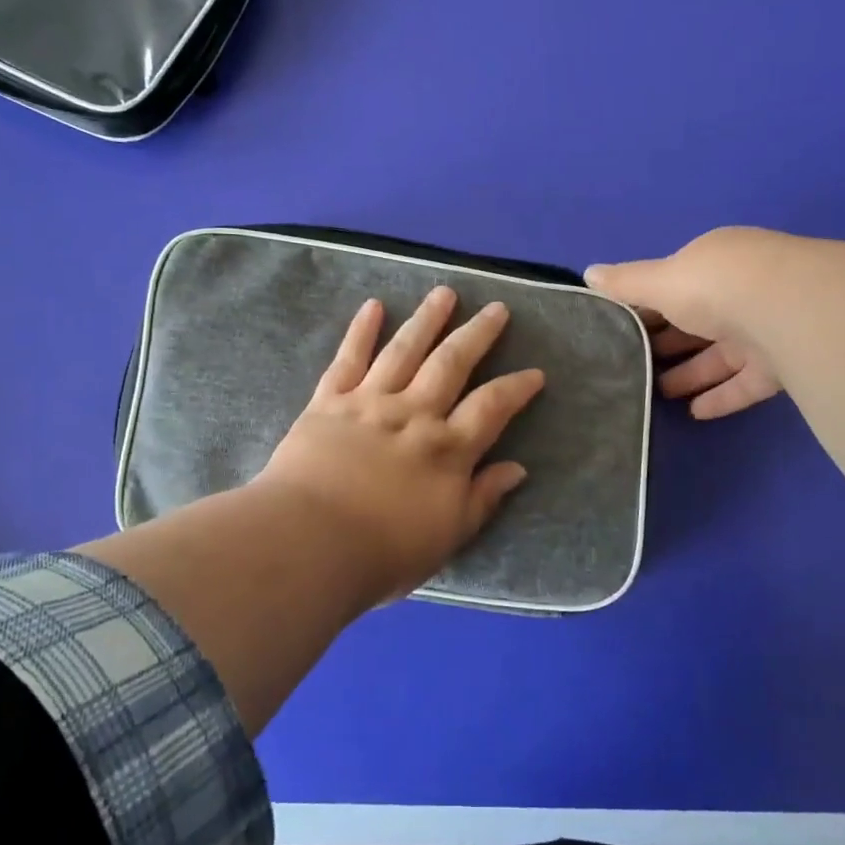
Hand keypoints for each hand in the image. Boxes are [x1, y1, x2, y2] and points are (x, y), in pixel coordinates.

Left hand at [259, 287, 545, 603]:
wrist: (309, 543)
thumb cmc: (383, 552)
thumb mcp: (448, 536)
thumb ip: (483, 498)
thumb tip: (517, 469)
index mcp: (447, 449)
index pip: (492, 407)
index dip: (516, 388)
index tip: (535, 372)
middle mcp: (414, 414)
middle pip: (452, 363)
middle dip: (478, 334)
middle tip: (497, 308)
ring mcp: (370, 402)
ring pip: (405, 349)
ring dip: (427, 319)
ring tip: (445, 293)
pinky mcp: (329, 401)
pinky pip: (349, 358)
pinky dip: (362, 330)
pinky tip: (373, 306)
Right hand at [585, 227, 791, 419]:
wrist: (790, 310)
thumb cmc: (714, 286)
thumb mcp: (660, 281)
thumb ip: (626, 283)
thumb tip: (588, 273)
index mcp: (714, 264)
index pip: (674, 285)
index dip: (645, 307)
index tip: (619, 331)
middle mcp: (741, 292)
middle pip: (696, 322)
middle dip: (666, 343)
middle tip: (633, 368)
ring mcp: (765, 328)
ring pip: (721, 354)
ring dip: (690, 373)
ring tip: (658, 394)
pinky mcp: (784, 364)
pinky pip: (746, 383)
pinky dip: (722, 396)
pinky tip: (695, 413)